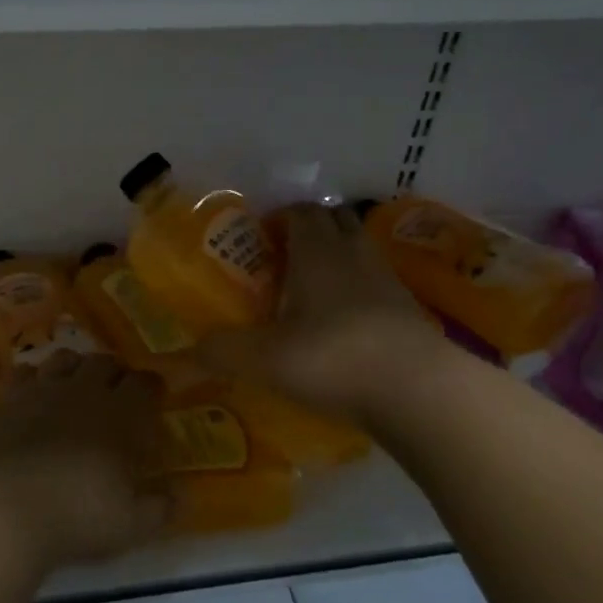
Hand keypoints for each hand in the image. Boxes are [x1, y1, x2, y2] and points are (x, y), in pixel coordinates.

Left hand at [0, 351, 170, 570]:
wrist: (5, 508)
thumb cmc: (78, 517)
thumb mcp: (132, 525)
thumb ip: (160, 507)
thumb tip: (179, 494)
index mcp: (123, 414)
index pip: (146, 383)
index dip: (151, 388)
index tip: (153, 398)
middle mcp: (85, 390)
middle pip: (105, 362)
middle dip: (115, 372)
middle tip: (115, 393)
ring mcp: (43, 389)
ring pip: (65, 358)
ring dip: (76, 367)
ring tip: (75, 385)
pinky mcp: (7, 397)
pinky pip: (24, 371)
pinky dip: (34, 378)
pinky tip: (33, 393)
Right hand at [204, 203, 450, 425]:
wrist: (418, 391)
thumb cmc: (332, 357)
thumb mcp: (262, 358)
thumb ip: (220, 351)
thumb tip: (183, 353)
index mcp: (317, 251)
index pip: (301, 211)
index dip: (279, 217)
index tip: (260, 239)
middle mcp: (354, 254)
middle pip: (335, 221)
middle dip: (311, 230)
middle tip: (283, 259)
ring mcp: (388, 281)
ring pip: (359, 251)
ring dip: (337, 259)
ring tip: (311, 291)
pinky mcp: (410, 311)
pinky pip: (377, 285)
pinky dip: (359, 292)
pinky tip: (344, 324)